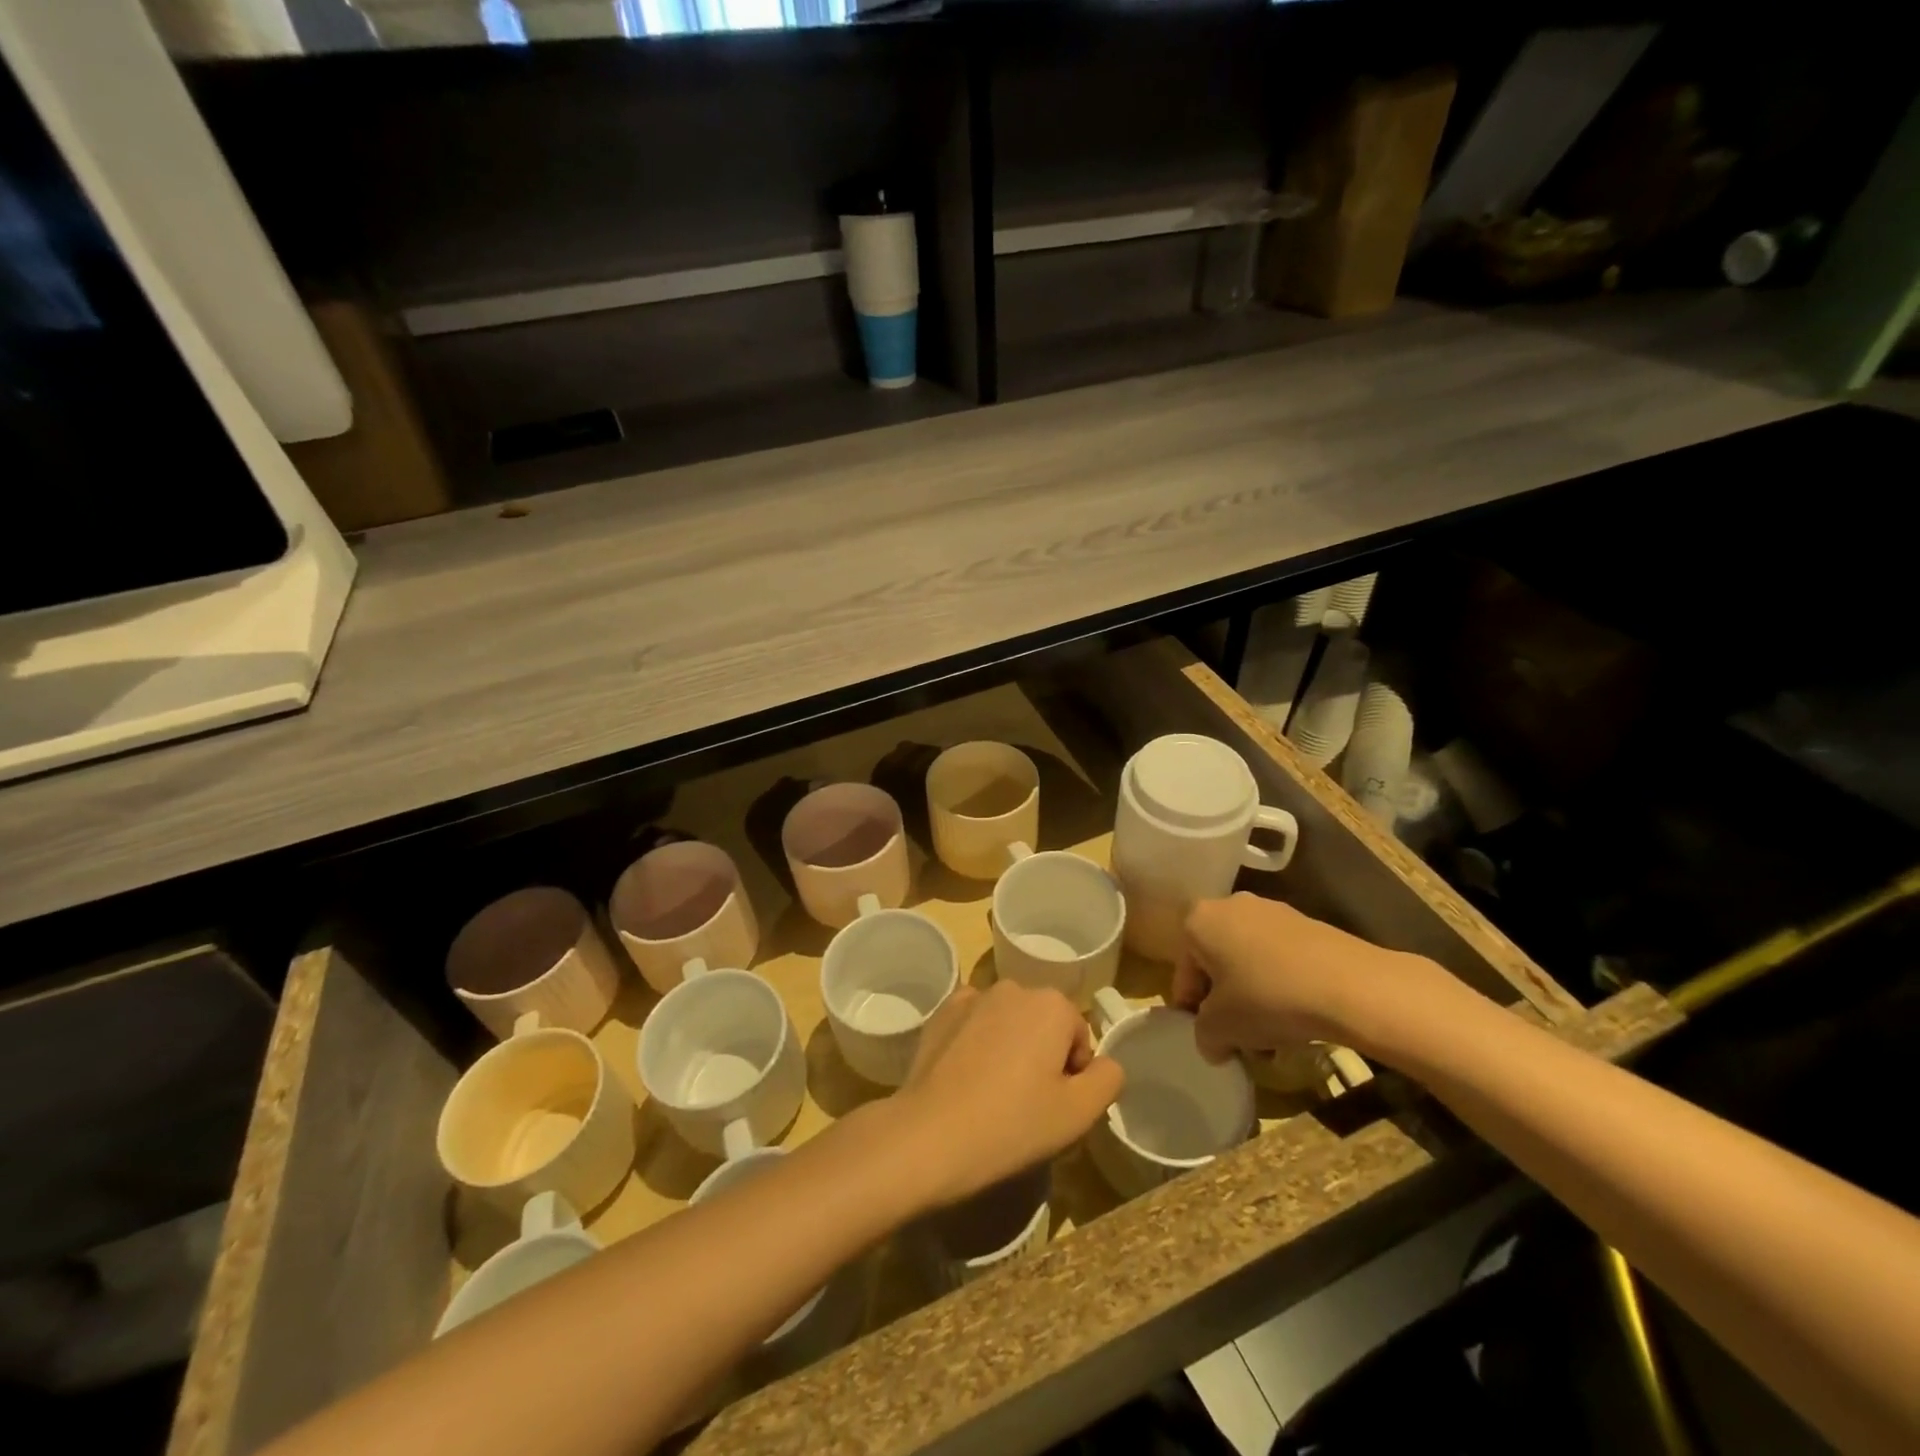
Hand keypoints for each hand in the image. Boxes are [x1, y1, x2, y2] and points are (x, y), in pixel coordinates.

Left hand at [888, 982, 1123, 1210]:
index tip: (1055, 1106)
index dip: (1074, 1075)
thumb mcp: (1079, 1114)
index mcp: (1052, 1004)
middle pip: (1043, 1024)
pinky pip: (974, 1023)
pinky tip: (966, 1078)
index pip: (1079, 1038)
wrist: (931, 1134)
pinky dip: (976, 1042)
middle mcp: (1014, 988)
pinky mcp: (941, 1012)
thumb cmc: (1014, 1124)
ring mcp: (973, 996)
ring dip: (1009, 1047)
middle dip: (1042, 1056)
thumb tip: (1105, 1064)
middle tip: (1027, 1103)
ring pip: (1008, 1022)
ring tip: (994, 1094)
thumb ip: (1108, 1079)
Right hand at [1172, 893, 1463, 1064]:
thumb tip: (1214, 1043)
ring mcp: (1273, 911)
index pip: (1183, 968)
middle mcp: (1231, 905)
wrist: (1351, 986)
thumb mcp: (1221, 1028)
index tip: (1207, 1036)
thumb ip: (1204, 1035)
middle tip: (1238, 1036)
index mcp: (1198, 919)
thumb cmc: (1268, 999)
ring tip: (1271, 1037)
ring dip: (1253, 996)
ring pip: (1249, 960)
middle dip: (1224, 1000)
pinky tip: (1298, 1018)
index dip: (1190, 1007)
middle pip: (1216, 960)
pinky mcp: (1308, 924)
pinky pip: (1280, 958)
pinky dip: (1281, 985)